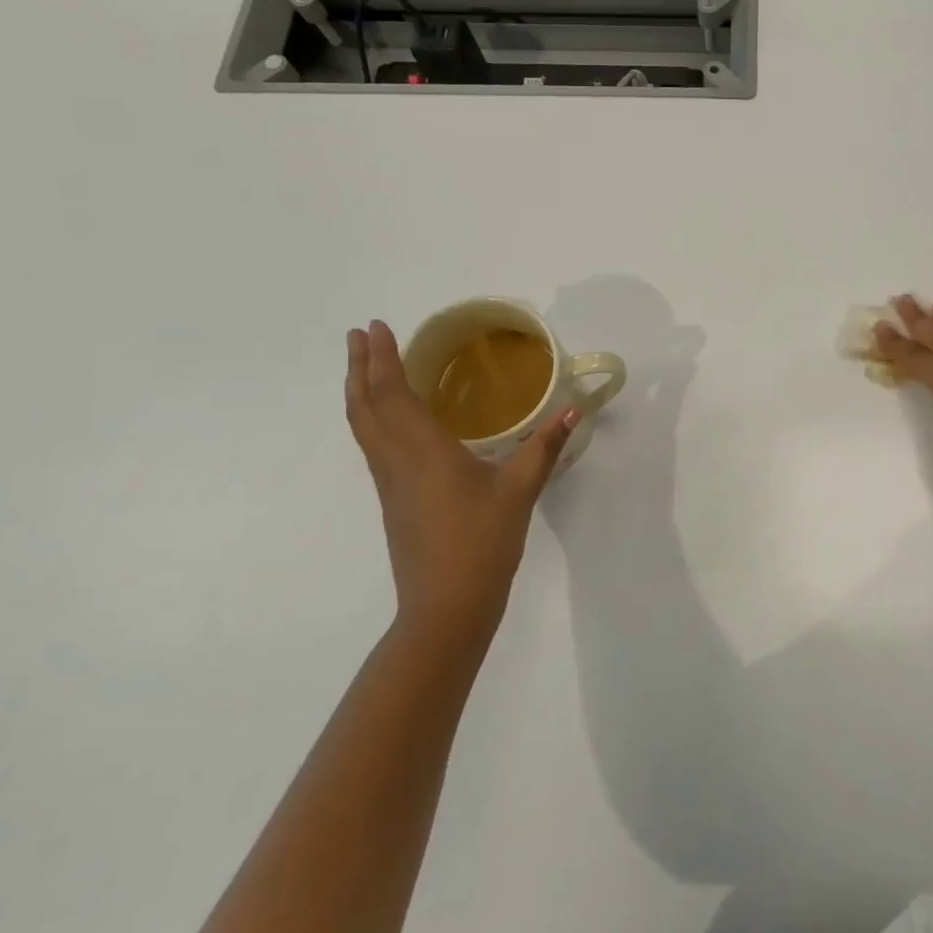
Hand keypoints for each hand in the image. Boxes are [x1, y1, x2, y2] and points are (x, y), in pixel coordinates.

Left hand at [345, 320, 575, 654]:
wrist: (446, 606)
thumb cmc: (482, 543)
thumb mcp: (520, 490)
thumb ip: (545, 446)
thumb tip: (573, 409)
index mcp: (423, 452)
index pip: (393, 394)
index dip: (383, 360)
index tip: (376, 327)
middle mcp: (396, 461)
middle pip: (365, 407)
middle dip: (359, 368)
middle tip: (359, 335)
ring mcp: (389, 483)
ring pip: (363, 427)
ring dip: (359, 391)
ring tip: (364, 367)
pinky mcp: (393, 499)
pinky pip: (373, 445)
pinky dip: (371, 417)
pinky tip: (390, 419)